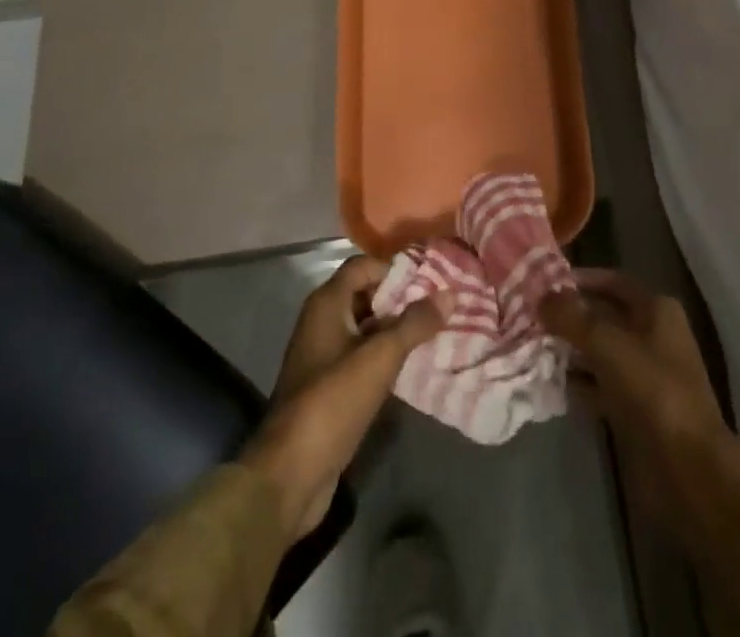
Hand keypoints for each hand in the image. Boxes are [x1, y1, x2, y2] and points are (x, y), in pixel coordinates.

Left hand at [238, 256, 448, 545]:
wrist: (290, 474)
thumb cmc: (333, 401)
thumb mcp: (380, 357)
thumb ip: (415, 323)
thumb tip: (450, 294)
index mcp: (326, 304)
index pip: (364, 265)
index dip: (396, 268)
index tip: (431, 280)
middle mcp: (321, 322)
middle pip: (366, 295)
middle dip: (401, 299)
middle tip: (440, 305)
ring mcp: (323, 356)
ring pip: (366, 328)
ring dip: (396, 330)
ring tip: (436, 332)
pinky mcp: (328, 387)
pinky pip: (362, 357)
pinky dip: (385, 357)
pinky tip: (414, 365)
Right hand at [541, 269, 739, 556]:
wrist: (688, 470)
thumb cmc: (653, 392)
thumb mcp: (608, 345)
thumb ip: (572, 318)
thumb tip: (541, 296)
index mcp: (656, 310)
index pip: (612, 282)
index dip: (580, 279)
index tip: (544, 283)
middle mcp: (652, 335)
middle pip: (603, 317)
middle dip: (569, 317)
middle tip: (529, 316)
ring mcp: (644, 374)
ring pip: (599, 352)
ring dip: (569, 351)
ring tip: (530, 347)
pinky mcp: (634, 409)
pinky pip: (599, 385)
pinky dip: (577, 383)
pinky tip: (548, 383)